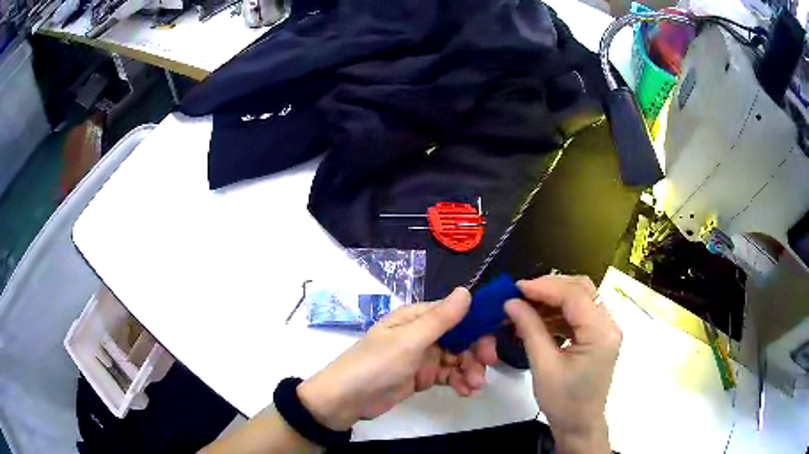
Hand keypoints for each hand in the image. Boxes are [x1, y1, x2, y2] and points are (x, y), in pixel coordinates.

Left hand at [298, 288, 497, 430]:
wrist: (347, 400)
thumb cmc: (376, 365)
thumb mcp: (409, 342)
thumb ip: (440, 319)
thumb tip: (466, 291)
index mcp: (416, 318)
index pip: (455, 314)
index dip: (477, 326)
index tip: (492, 343)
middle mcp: (421, 333)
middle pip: (460, 337)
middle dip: (475, 352)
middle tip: (486, 368)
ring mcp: (422, 356)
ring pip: (456, 358)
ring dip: (469, 370)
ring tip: (473, 386)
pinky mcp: (421, 376)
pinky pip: (447, 374)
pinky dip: (459, 381)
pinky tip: (465, 392)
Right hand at [504, 275, 620, 452]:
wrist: (579, 425)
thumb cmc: (563, 401)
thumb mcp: (543, 367)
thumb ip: (530, 330)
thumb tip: (511, 302)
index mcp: (601, 333)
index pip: (575, 295)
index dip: (545, 287)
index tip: (516, 288)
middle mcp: (609, 324)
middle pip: (581, 289)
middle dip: (550, 288)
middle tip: (521, 295)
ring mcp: (605, 329)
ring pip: (580, 299)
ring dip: (553, 300)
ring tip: (525, 308)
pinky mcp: (598, 336)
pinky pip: (578, 314)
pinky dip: (558, 313)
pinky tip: (539, 320)